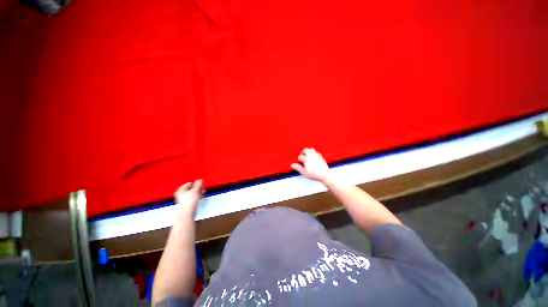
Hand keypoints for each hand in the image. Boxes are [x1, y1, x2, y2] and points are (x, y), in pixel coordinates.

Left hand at [175, 179, 203, 213]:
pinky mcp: (185, 203)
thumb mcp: (196, 190)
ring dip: (198, 193)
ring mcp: (182, 199)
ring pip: (192, 193)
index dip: (196, 184)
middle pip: (191, 188)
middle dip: (198, 189)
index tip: (201, 187)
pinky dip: (196, 197)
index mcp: (180, 189)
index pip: (189, 183)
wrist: (188, 212)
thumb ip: (198, 184)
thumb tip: (199, 180)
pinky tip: (200, 198)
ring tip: (202, 194)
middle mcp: (180, 194)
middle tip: (203, 190)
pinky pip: (192, 197)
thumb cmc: (191, 200)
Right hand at [291, 148, 330, 181]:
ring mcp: (316, 155)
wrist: (324, 174)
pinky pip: (316, 152)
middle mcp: (311, 155)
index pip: (300, 157)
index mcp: (306, 158)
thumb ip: (298, 168)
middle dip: (303, 153)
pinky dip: (313, 153)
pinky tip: (313, 157)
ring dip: (308, 152)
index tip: (299, 163)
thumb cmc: (314, 174)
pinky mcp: (320, 156)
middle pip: (305, 150)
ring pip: (311, 149)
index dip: (299, 160)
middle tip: (302, 157)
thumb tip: (292, 165)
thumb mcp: (304, 172)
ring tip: (308, 156)